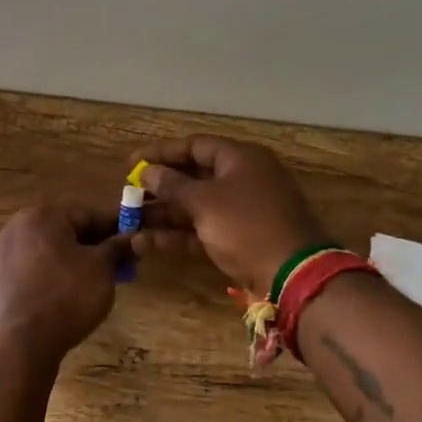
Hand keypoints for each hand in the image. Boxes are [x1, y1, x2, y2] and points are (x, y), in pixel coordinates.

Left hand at [0, 206, 132, 362]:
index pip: (88, 215)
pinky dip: (52, 278)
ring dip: (73, 263)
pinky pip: (33, 272)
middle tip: (120, 266)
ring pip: (48, 253)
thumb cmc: (65, 296)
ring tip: (96, 284)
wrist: (17, 343)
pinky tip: (67, 298)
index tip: (136, 242)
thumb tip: (137, 238)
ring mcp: (2, 255)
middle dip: (94, 247)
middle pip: (65, 232)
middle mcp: (16, 228)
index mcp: (42, 216)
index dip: (116, 228)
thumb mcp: (101, 269)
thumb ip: (118, 249)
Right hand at [131, 136, 329, 294]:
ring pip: (195, 207)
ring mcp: (242, 212)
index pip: (195, 146)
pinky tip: (146, 244)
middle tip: (128, 195)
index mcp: (240, 159)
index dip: (162, 152)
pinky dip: (177, 236)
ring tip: (129, 222)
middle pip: (194, 177)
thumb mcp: (204, 201)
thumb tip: (148, 172)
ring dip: (163, 215)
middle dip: (160, 187)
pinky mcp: (239, 240)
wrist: (292, 275)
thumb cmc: (246, 225)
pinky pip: (203, 230)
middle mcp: (242, 180)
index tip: (132, 162)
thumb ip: (172, 185)